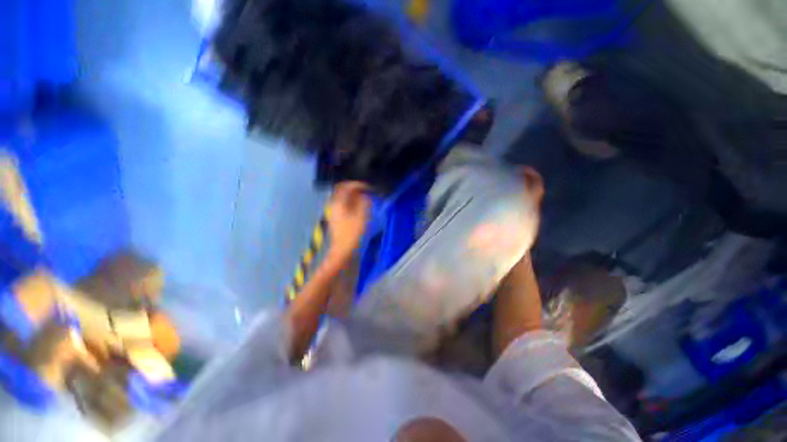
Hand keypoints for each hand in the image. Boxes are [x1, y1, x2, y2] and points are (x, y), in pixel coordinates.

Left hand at [326, 181, 370, 264]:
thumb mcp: (362, 216)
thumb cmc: (353, 233)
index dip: (358, 184)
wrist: (343, 250)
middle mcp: (333, 205)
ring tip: (365, 199)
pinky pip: (344, 205)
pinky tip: (359, 208)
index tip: (369, 187)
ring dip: (354, 196)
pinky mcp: (336, 218)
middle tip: (367, 191)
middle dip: (355, 189)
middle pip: (342, 190)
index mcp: (338, 202)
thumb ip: (364, 201)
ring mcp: (333, 212)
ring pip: (343, 198)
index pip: (346, 186)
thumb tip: (364, 194)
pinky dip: (352, 203)